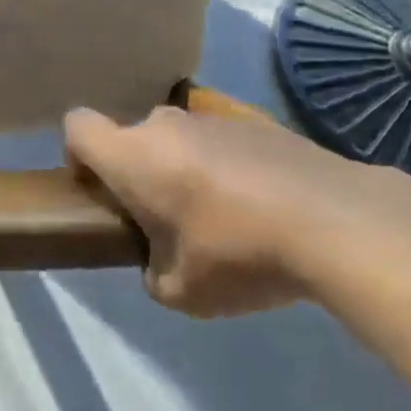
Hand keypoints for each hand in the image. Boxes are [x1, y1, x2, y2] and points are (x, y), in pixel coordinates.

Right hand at [66, 104, 410, 317]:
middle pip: (133, 137)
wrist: (334, 220)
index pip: (77, 126)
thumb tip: (160, 263)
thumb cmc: (238, 254)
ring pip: (179, 139)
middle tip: (166, 219)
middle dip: (140, 171)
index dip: (76, 153)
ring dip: (185, 168)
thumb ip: (154, 273)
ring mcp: (213, 118)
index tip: (96, 187)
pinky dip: (228, 167)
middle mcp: (165, 125)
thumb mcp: (181, 292)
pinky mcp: (256, 122)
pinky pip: (222, 142)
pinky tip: (263, 207)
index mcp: (132, 155)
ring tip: (224, 218)